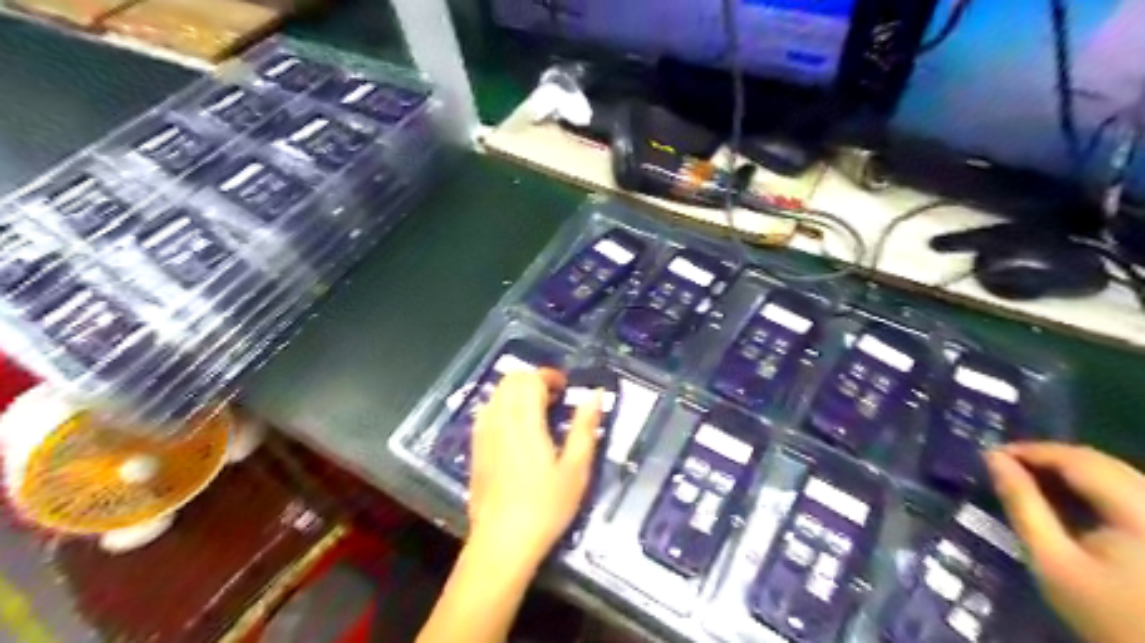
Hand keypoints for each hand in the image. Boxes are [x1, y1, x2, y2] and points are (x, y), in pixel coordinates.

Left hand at [467, 368, 600, 569]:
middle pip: (511, 380)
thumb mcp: (576, 468)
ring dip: (517, 391)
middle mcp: (499, 419)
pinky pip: (487, 411)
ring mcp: (482, 433)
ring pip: (496, 393)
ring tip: (537, 412)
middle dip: (533, 380)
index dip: (549, 376)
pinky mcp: (474, 448)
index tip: (566, 388)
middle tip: (555, 398)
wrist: (501, 542)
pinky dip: (503, 406)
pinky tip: (516, 429)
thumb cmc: (546, 506)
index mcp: (524, 420)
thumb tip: (595, 394)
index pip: (531, 379)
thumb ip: (585, 427)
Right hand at [983, 444, 1144, 642]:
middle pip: (1100, 463)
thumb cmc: (1104, 613)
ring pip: (1116, 474)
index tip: (990, 455)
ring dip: (1069, 471)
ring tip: (1027, 479)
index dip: (1032, 450)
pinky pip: (1128, 490)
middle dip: (1048, 458)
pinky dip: (1092, 487)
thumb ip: (1022, 503)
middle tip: (1003, 465)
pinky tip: (1064, 497)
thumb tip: (993, 458)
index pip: (1079, 460)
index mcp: (1139, 510)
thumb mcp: (1050, 559)